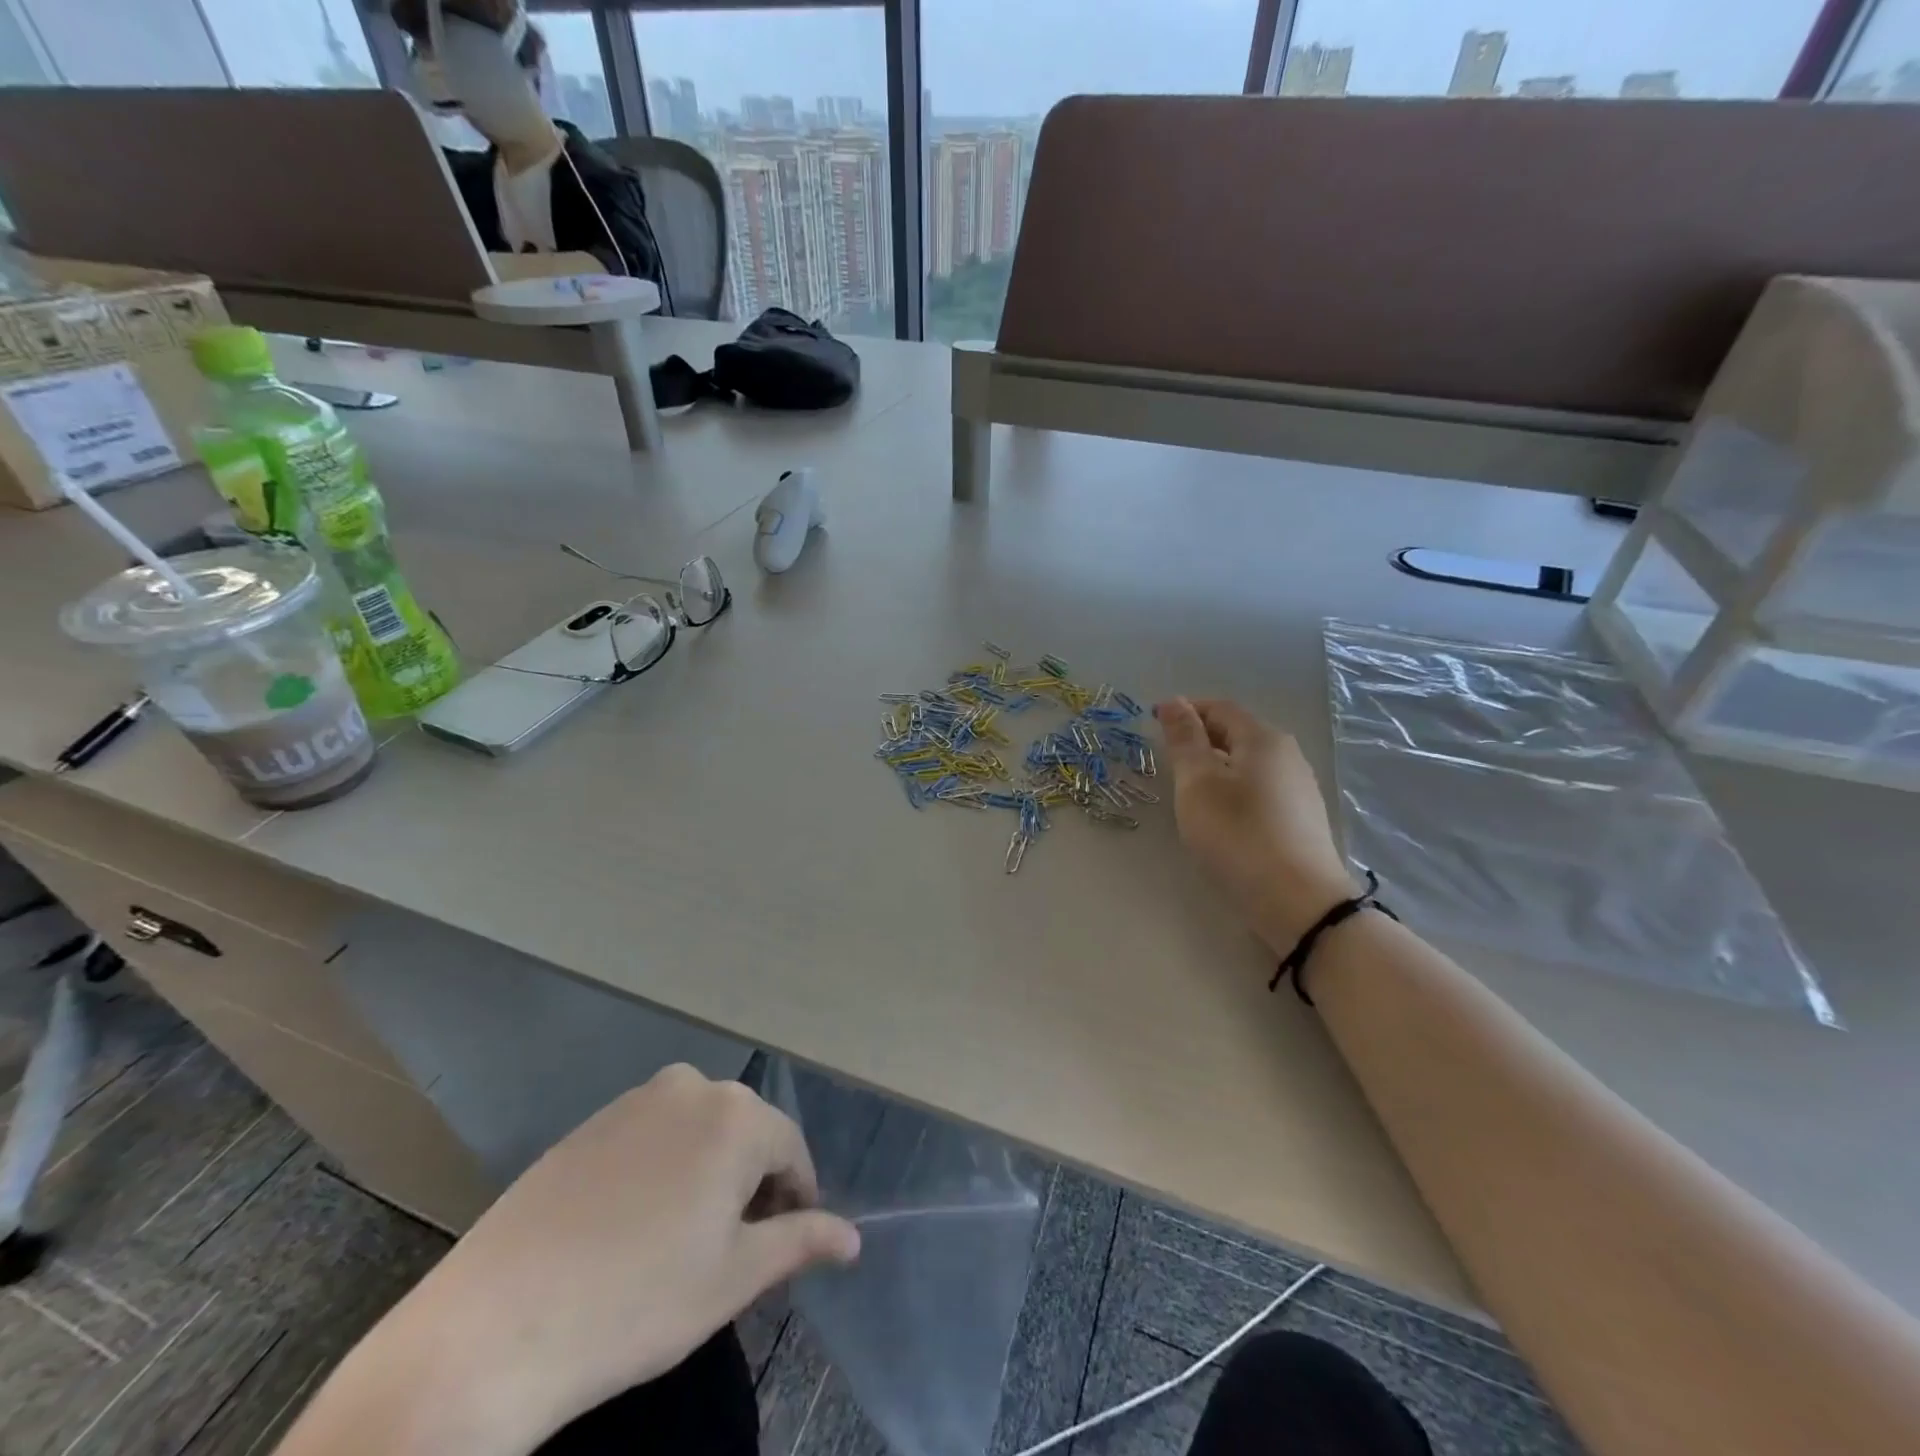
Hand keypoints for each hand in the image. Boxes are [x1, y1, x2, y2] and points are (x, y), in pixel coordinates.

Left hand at [368, 1066, 858, 1454]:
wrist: (493, 1328)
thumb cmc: (637, 1301)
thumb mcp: (733, 1278)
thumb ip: (800, 1242)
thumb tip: (853, 1238)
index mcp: (735, 1115)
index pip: (791, 1150)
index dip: (796, 1200)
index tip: (783, 1246)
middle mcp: (691, 1087)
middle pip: (745, 1134)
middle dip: (751, 1185)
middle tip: (731, 1252)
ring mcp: (634, 1100)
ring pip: (698, 1133)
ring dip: (707, 1175)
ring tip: (682, 1242)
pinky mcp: (589, 1123)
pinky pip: (651, 1137)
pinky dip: (661, 1170)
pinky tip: (631, 1228)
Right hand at [1156, 697, 1356, 953]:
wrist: (1297, 901)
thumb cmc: (1237, 834)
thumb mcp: (1198, 783)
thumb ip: (1184, 740)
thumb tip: (1173, 702)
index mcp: (1263, 739)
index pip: (1220, 708)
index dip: (1185, 709)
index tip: (1153, 719)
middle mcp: (1287, 755)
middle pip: (1238, 733)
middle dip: (1201, 736)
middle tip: (1166, 755)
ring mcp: (1299, 788)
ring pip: (1249, 763)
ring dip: (1217, 764)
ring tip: (1188, 786)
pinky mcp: (1301, 819)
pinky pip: (1260, 788)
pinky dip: (1234, 788)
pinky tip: (1220, 814)